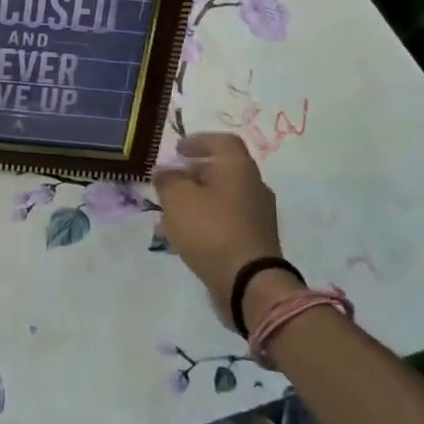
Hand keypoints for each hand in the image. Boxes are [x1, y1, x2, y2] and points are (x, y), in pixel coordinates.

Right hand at [152, 133, 287, 330]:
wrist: (249, 283)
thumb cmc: (210, 229)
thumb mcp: (176, 198)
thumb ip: (166, 179)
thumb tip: (164, 171)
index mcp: (238, 167)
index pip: (222, 141)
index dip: (198, 141)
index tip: (177, 150)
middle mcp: (254, 185)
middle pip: (222, 169)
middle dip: (193, 172)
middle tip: (170, 180)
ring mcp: (258, 214)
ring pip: (222, 196)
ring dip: (197, 198)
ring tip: (171, 211)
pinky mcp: (256, 239)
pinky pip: (226, 219)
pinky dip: (206, 219)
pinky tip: (185, 234)